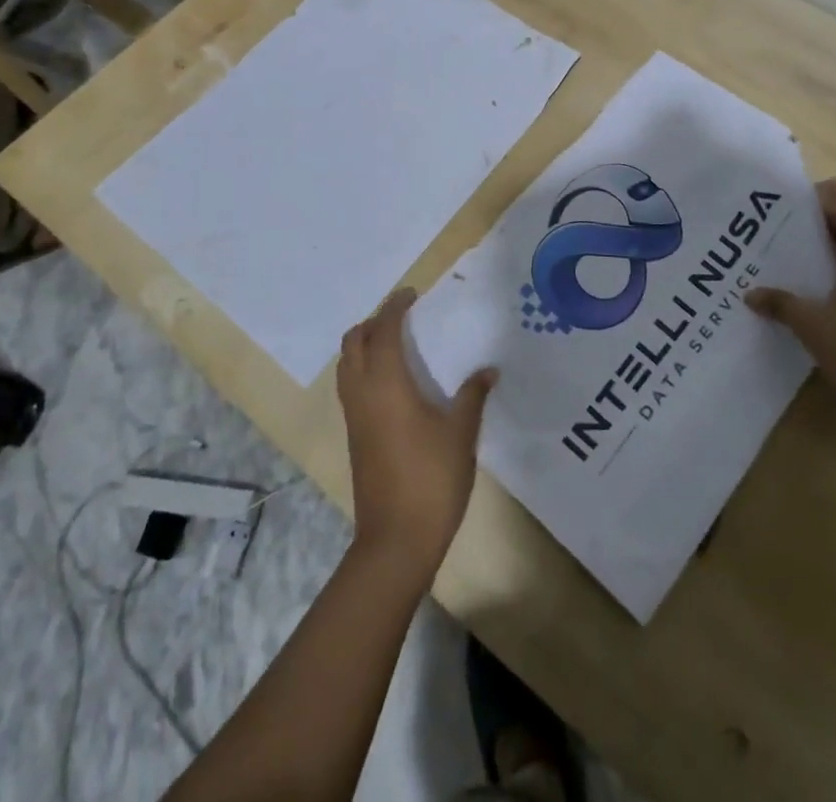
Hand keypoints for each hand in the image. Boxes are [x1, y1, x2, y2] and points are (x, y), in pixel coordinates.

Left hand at [337, 288, 495, 578]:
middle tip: (402, 317)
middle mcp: (362, 394)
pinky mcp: (354, 437)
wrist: (396, 540)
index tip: (412, 294)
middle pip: (353, 343)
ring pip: (347, 365)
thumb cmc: (431, 479)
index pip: (382, 331)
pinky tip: (392, 381)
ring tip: (395, 343)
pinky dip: (363, 368)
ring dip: (364, 345)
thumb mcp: (461, 434)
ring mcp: (354, 418)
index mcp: (386, 385)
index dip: (394, 308)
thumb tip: (488, 370)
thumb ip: (473, 396)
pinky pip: (351, 386)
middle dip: (373, 322)